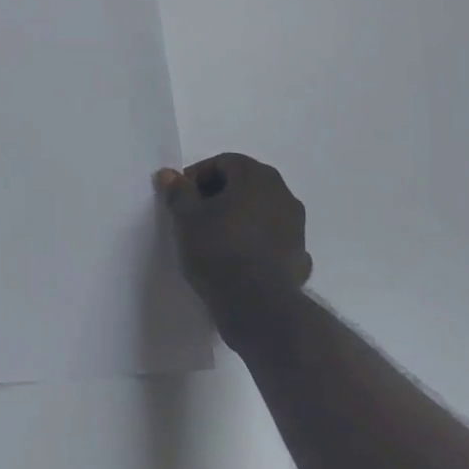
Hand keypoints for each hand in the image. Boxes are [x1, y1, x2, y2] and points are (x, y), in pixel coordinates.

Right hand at [156, 154, 311, 346]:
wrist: (258, 306)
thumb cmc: (218, 250)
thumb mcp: (186, 218)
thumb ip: (178, 191)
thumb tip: (169, 174)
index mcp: (256, 176)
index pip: (222, 163)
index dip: (197, 178)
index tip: (181, 199)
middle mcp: (282, 193)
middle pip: (244, 183)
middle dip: (218, 196)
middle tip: (195, 217)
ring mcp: (296, 225)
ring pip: (261, 211)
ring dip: (239, 218)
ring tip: (215, 240)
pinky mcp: (300, 255)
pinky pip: (272, 239)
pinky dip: (256, 242)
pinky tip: (239, 260)